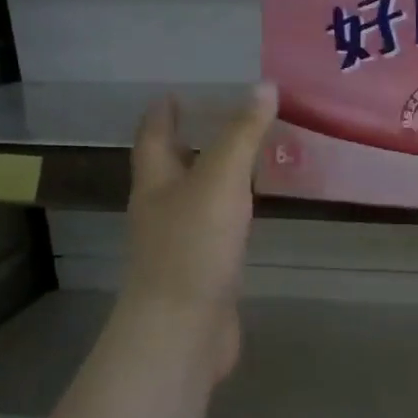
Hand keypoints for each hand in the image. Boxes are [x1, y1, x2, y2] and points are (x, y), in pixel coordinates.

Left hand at [122, 85, 276, 383]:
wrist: (182, 331)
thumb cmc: (193, 248)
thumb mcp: (220, 181)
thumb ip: (242, 135)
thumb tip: (263, 85)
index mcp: (155, 184)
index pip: (153, 137)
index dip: (162, 114)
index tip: (174, 93)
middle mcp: (161, 211)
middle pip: (170, 169)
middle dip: (190, 143)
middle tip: (222, 119)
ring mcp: (180, 245)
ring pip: (195, 200)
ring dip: (213, 179)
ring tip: (245, 159)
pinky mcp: (202, 272)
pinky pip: (215, 231)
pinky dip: (231, 214)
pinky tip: (251, 214)